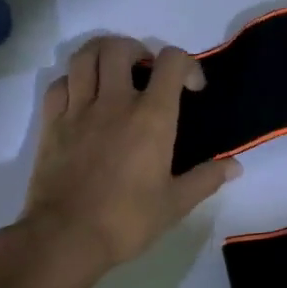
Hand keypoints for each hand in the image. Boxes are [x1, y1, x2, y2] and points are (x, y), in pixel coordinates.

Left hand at [0, 36, 240, 287]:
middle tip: (146, 71)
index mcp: (151, 117)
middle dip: (137, 50)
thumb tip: (235, 166)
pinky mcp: (51, 124)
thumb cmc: (126, 220)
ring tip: (114, 72)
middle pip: (119, 48)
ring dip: (102, 55)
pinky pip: (59, 84)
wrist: (64, 239)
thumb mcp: (176, 203)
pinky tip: (83, 97)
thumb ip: (207, 178)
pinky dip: (73, 80)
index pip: (171, 62)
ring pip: (84, 57)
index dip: (187, 64)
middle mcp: (114, 102)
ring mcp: (78, 110)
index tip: (192, 88)